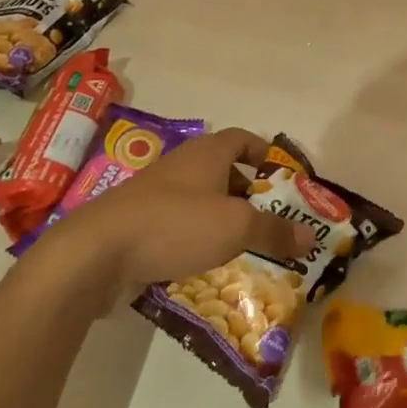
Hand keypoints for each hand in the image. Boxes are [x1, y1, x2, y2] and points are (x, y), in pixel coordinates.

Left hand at [40, 128, 314, 310]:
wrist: (95, 254)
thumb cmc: (175, 224)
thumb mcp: (235, 226)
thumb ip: (275, 231)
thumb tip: (311, 237)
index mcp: (206, 153)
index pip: (243, 140)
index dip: (266, 154)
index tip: (285, 178)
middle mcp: (182, 167)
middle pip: (224, 173)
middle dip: (249, 196)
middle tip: (273, 222)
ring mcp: (156, 197)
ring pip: (201, 204)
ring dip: (223, 222)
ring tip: (248, 249)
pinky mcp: (138, 227)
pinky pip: (179, 230)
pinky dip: (197, 243)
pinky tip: (209, 268)